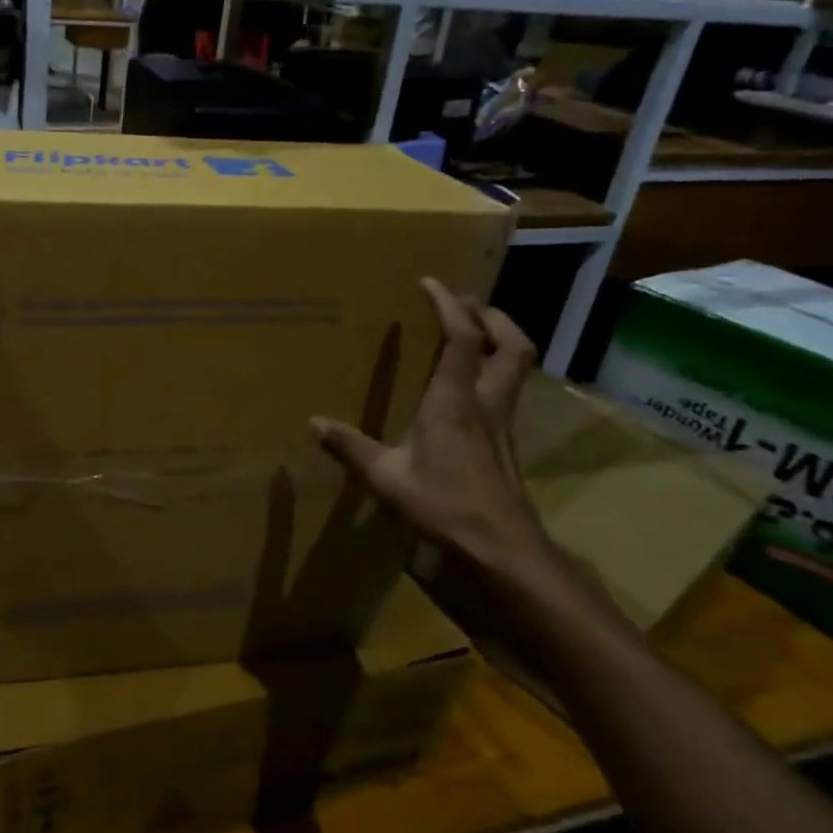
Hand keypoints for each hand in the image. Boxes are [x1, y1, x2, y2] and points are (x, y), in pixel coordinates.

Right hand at [309, 279, 552, 589]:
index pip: (462, 338)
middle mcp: (486, 403)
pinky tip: (471, 389)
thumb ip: (350, 446)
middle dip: (493, 316)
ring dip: (502, 341)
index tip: (430, 282)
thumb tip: (313, 423)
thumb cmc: (443, 505)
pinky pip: (509, 392)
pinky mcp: (507, 444)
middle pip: (510, 345)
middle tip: (468, 304)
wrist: (503, 550)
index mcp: (455, 400)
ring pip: (518, 368)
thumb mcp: (386, 477)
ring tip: (476, 333)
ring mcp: (503, 424)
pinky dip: (495, 373)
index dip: (449, 305)